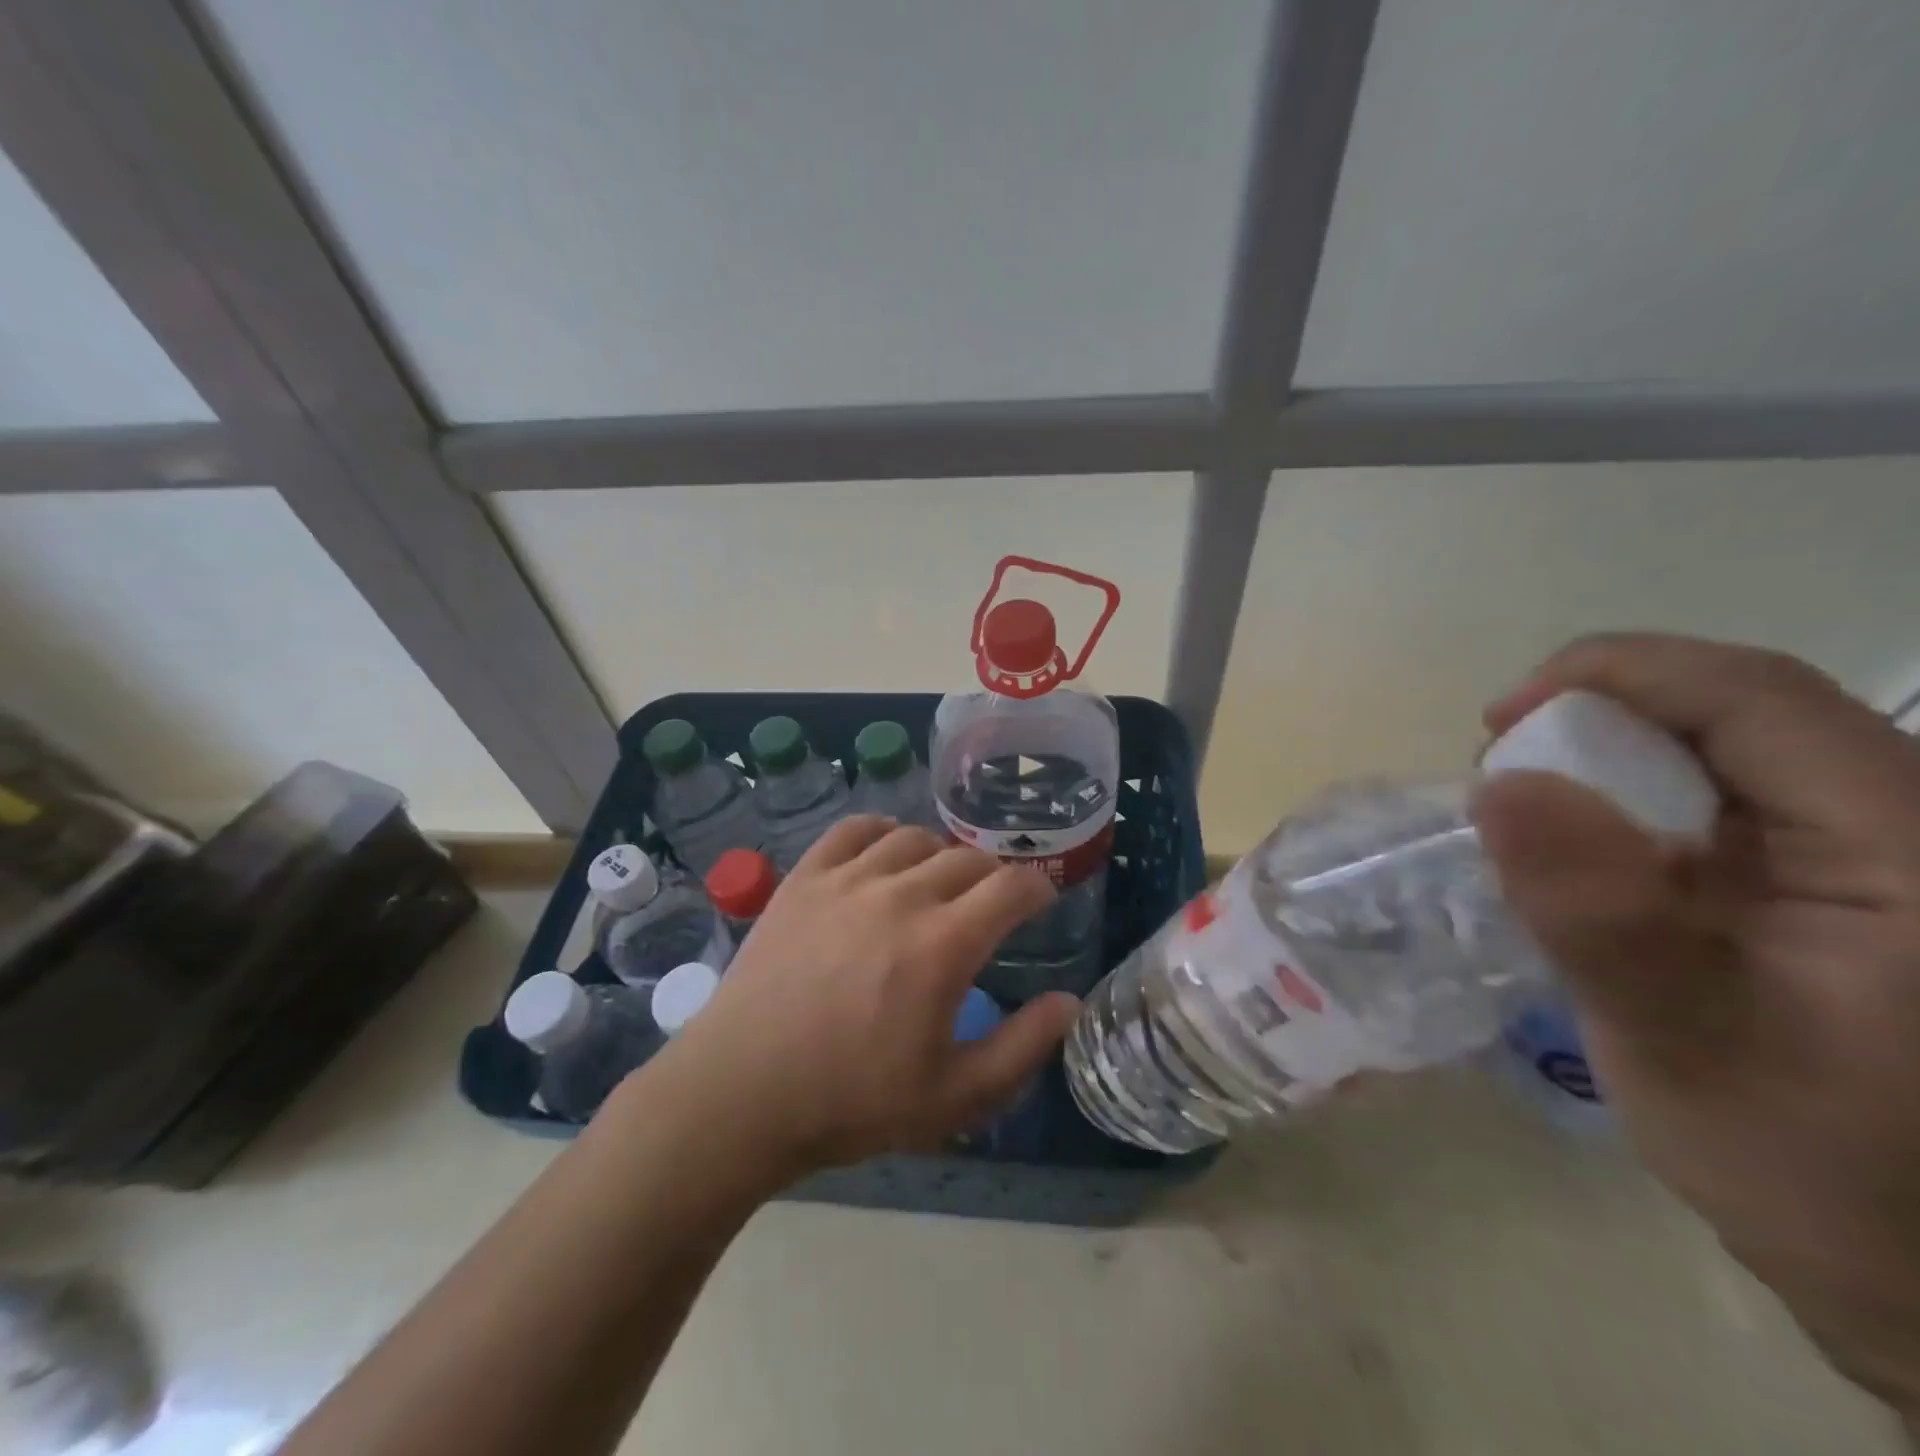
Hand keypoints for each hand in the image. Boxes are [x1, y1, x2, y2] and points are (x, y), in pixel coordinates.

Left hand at [656, 816, 1076, 1175]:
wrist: (741, 1093)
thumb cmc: (852, 1101)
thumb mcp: (954, 1097)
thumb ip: (1023, 1047)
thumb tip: (1069, 1001)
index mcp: (943, 944)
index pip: (1010, 887)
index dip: (1036, 888)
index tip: (1040, 901)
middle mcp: (900, 896)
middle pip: (966, 858)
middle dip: (992, 876)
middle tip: (991, 903)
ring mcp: (847, 880)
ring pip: (914, 839)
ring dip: (941, 854)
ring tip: (940, 881)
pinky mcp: (804, 878)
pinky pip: (853, 830)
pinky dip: (882, 831)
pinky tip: (886, 851)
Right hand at [1472, 634, 1919, 1420]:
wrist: (1909, 1269)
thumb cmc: (1814, 1167)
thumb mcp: (1684, 1043)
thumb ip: (1598, 914)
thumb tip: (1498, 783)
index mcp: (1909, 849)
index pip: (1757, 695)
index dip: (1617, 672)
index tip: (1500, 720)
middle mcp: (1900, 830)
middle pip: (1733, 713)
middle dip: (1597, 721)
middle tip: (1500, 778)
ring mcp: (1864, 858)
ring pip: (1716, 753)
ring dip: (1605, 766)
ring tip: (1528, 821)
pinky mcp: (1823, 887)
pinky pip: (1709, 804)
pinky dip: (1624, 810)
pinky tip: (1582, 859)